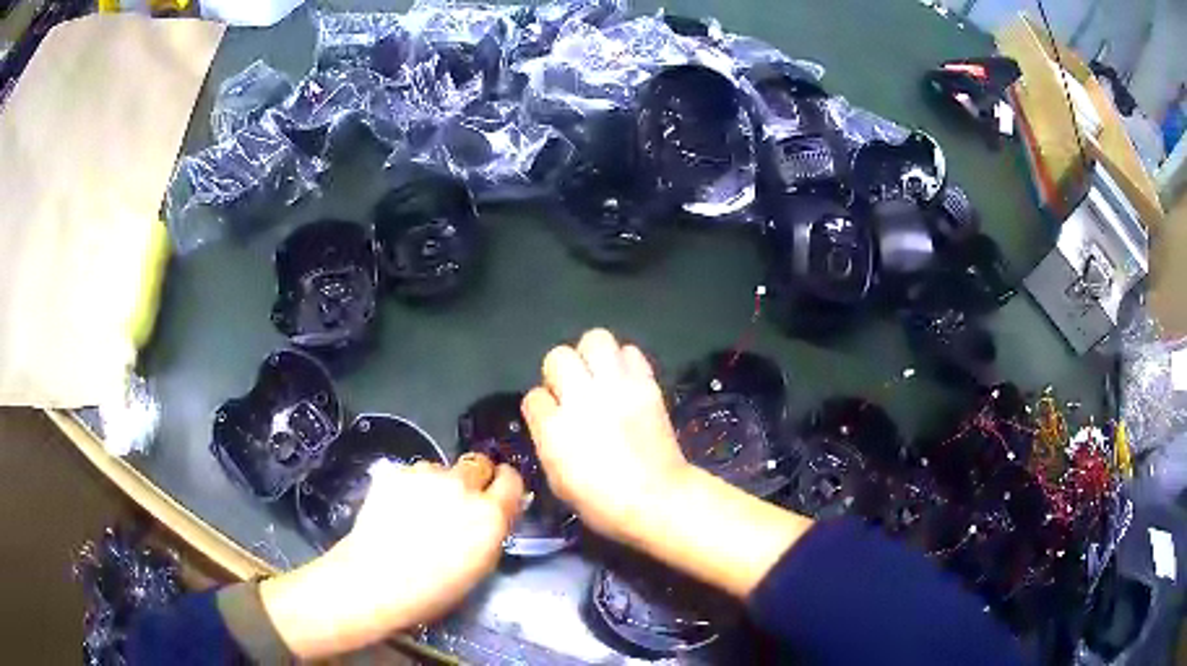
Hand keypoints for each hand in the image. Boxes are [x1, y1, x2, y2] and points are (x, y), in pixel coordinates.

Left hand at [259, 456, 522, 659]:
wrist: (376, 580)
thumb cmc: (434, 589)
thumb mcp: (479, 565)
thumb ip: (491, 531)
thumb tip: (493, 513)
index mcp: (490, 514)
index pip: (511, 479)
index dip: (504, 484)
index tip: (497, 493)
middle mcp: (462, 486)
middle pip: (478, 464)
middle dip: (473, 478)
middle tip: (458, 499)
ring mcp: (426, 475)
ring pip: (441, 468)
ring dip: (438, 483)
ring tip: (419, 509)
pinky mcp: (396, 472)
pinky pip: (411, 473)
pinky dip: (409, 486)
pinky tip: (396, 508)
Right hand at [522, 328, 691, 546]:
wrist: (658, 499)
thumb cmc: (603, 504)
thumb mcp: (558, 481)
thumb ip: (548, 442)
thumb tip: (551, 422)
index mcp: (555, 429)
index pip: (534, 396)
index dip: (542, 408)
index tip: (551, 419)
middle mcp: (582, 399)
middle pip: (558, 356)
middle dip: (560, 371)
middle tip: (572, 391)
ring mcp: (617, 387)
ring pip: (595, 339)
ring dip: (592, 355)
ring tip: (598, 376)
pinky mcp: (646, 384)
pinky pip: (631, 353)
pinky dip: (625, 362)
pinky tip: (624, 382)